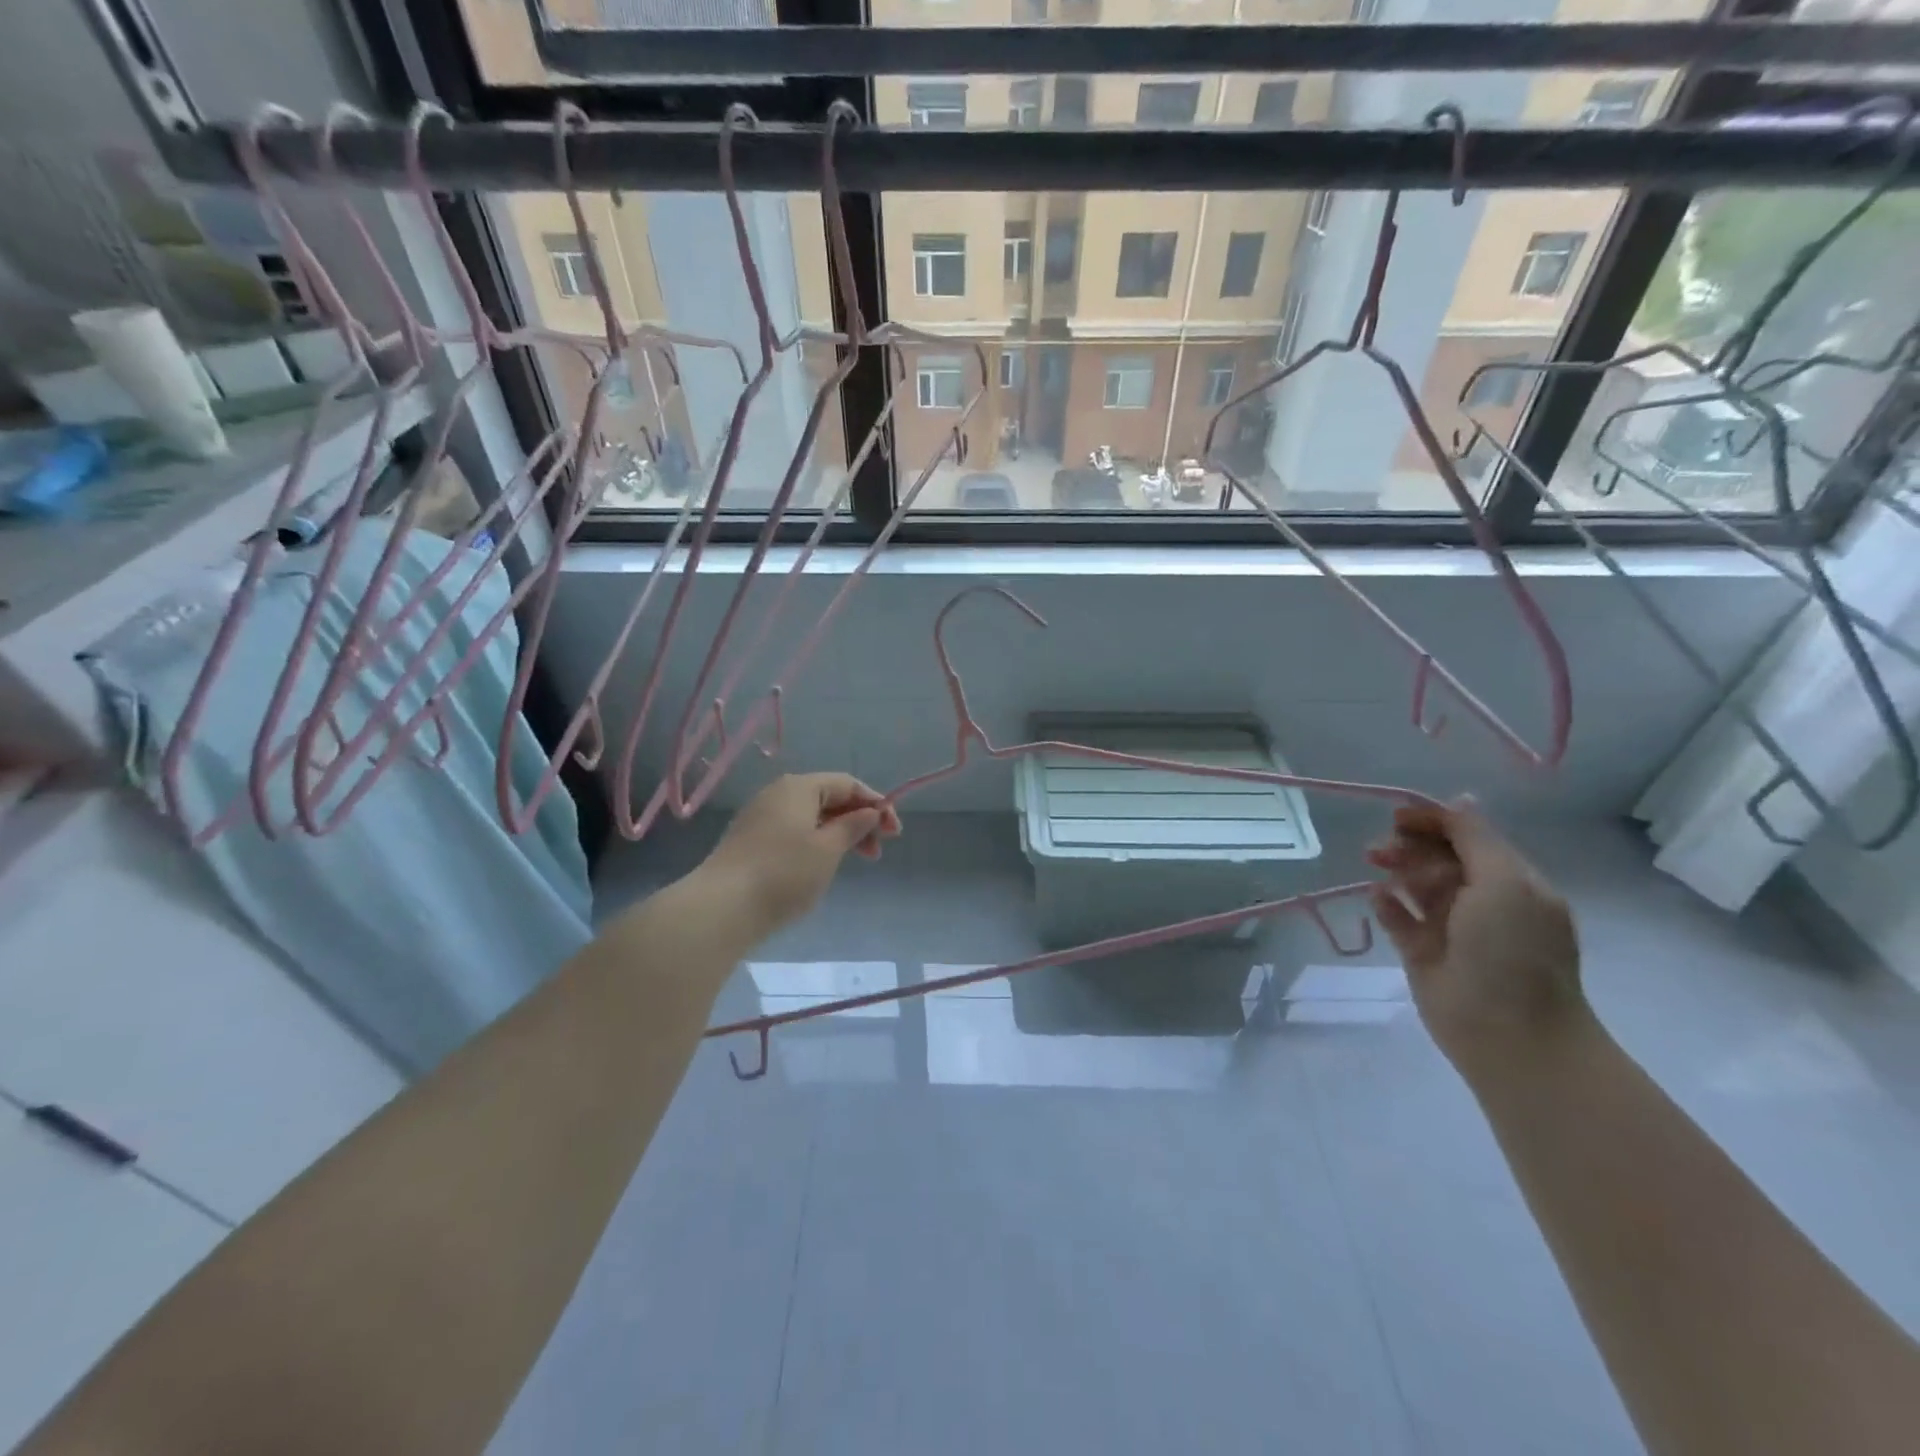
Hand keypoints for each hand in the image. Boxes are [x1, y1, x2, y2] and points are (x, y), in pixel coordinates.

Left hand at [699, 773, 901, 938]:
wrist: (721, 908)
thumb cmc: (784, 873)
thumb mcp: (828, 849)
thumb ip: (853, 827)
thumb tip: (870, 812)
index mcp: (799, 787)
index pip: (847, 784)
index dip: (875, 803)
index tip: (895, 832)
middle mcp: (778, 794)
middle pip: (829, 798)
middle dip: (859, 820)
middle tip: (878, 851)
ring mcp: (761, 817)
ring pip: (811, 817)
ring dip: (839, 834)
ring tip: (856, 861)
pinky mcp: (751, 841)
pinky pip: (794, 831)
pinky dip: (816, 843)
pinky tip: (822, 866)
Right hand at [1366, 799, 1587, 1076]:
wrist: (1508, 1032)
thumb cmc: (1513, 951)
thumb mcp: (1505, 882)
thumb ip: (1476, 839)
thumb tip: (1460, 799)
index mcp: (1511, 882)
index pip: (1468, 838)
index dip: (1434, 822)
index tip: (1398, 816)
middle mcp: (1481, 901)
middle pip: (1438, 858)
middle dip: (1410, 846)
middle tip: (1381, 848)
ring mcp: (1450, 929)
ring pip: (1416, 885)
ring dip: (1397, 869)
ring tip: (1375, 864)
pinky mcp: (1422, 953)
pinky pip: (1399, 919)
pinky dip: (1387, 905)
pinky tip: (1377, 898)